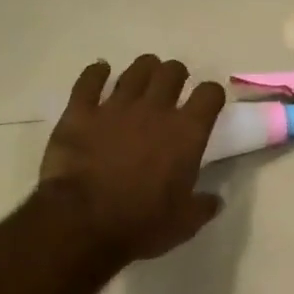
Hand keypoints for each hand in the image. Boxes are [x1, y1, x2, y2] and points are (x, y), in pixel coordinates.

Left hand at [39, 55, 226, 263]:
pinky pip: (89, 81)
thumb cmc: (142, 223)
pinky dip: (96, 73)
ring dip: (144, 69)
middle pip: (172, 72)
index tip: (209, 102)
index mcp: (187, 133)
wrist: (83, 223)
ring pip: (136, 70)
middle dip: (176, 75)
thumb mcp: (185, 223)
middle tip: (174, 87)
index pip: (209, 94)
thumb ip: (203, 206)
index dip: (212, 94)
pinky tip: (100, 72)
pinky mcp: (79, 112)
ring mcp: (115, 107)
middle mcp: (155, 110)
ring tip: (144, 77)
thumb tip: (214, 200)